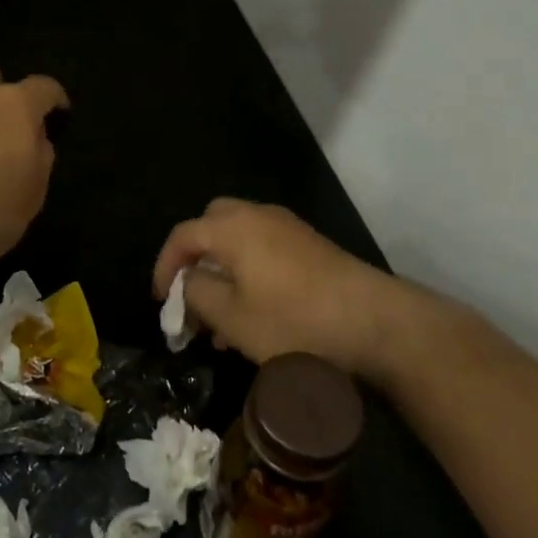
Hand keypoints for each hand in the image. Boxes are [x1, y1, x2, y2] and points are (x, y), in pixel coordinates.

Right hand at [153, 199, 400, 377]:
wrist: (375, 322)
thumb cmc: (294, 320)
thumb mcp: (232, 317)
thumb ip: (196, 293)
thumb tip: (187, 280)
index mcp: (232, 227)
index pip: (182, 236)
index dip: (164, 267)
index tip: (162, 301)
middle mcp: (257, 216)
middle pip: (211, 225)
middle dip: (195, 259)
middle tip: (191, 295)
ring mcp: (287, 228)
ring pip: (239, 241)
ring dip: (222, 272)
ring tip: (221, 322)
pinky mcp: (310, 246)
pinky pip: (264, 250)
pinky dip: (248, 273)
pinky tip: (255, 315)